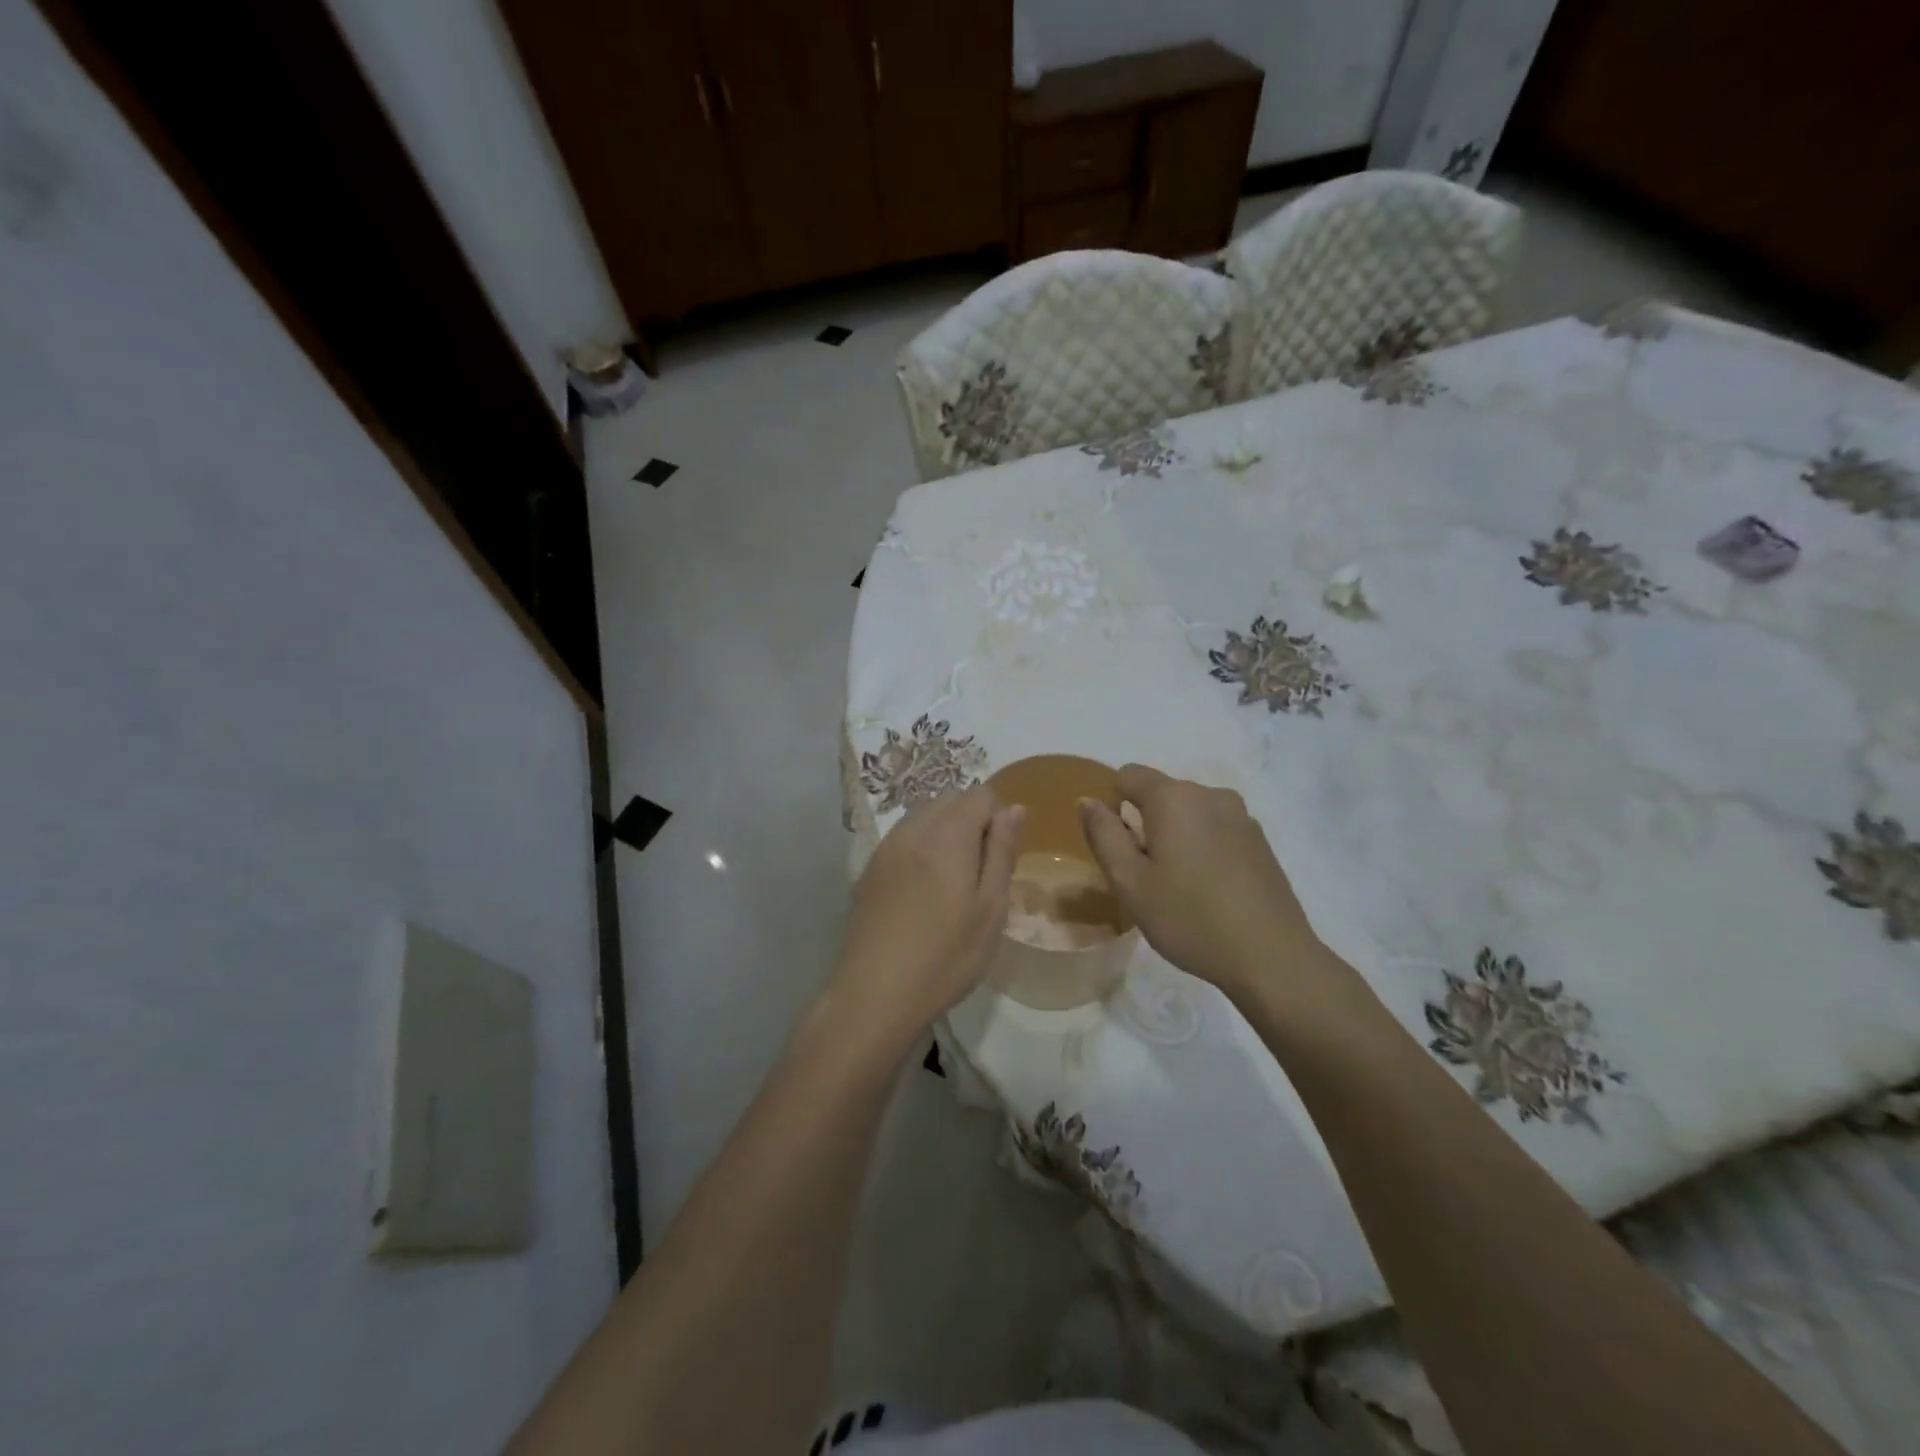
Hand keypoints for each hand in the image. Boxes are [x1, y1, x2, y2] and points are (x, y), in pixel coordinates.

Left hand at [831, 786, 1022, 1046]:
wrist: (874, 993)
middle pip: (950, 799)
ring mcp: (885, 847)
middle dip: (972, 821)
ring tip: (952, 883)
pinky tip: (922, 892)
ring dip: (945, 833)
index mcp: (947, 835)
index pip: (981, 794)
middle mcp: (912, 829)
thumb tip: (1013, 809)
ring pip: (924, 816)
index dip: (999, 819)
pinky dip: (921, 848)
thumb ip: (1002, 852)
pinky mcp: (868, 868)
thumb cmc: (945, 955)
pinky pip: (903, 838)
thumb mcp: (990, 908)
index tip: (999, 859)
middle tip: (980, 872)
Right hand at [1079, 764, 1322, 999]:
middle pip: (1161, 793)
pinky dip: (1203, 846)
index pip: (1128, 775)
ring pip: (1190, 812)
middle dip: (1145, 823)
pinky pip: (1216, 829)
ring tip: (1180, 886)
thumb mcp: (1130, 882)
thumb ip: (1103, 835)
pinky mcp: (1260, 839)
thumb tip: (1088, 800)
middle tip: (1147, 876)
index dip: (1113, 805)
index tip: (1120, 849)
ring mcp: (1241, 815)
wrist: (1271, 957)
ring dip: (1175, 835)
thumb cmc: (1189, 918)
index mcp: (1174, 798)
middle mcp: (1209, 794)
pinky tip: (1210, 890)